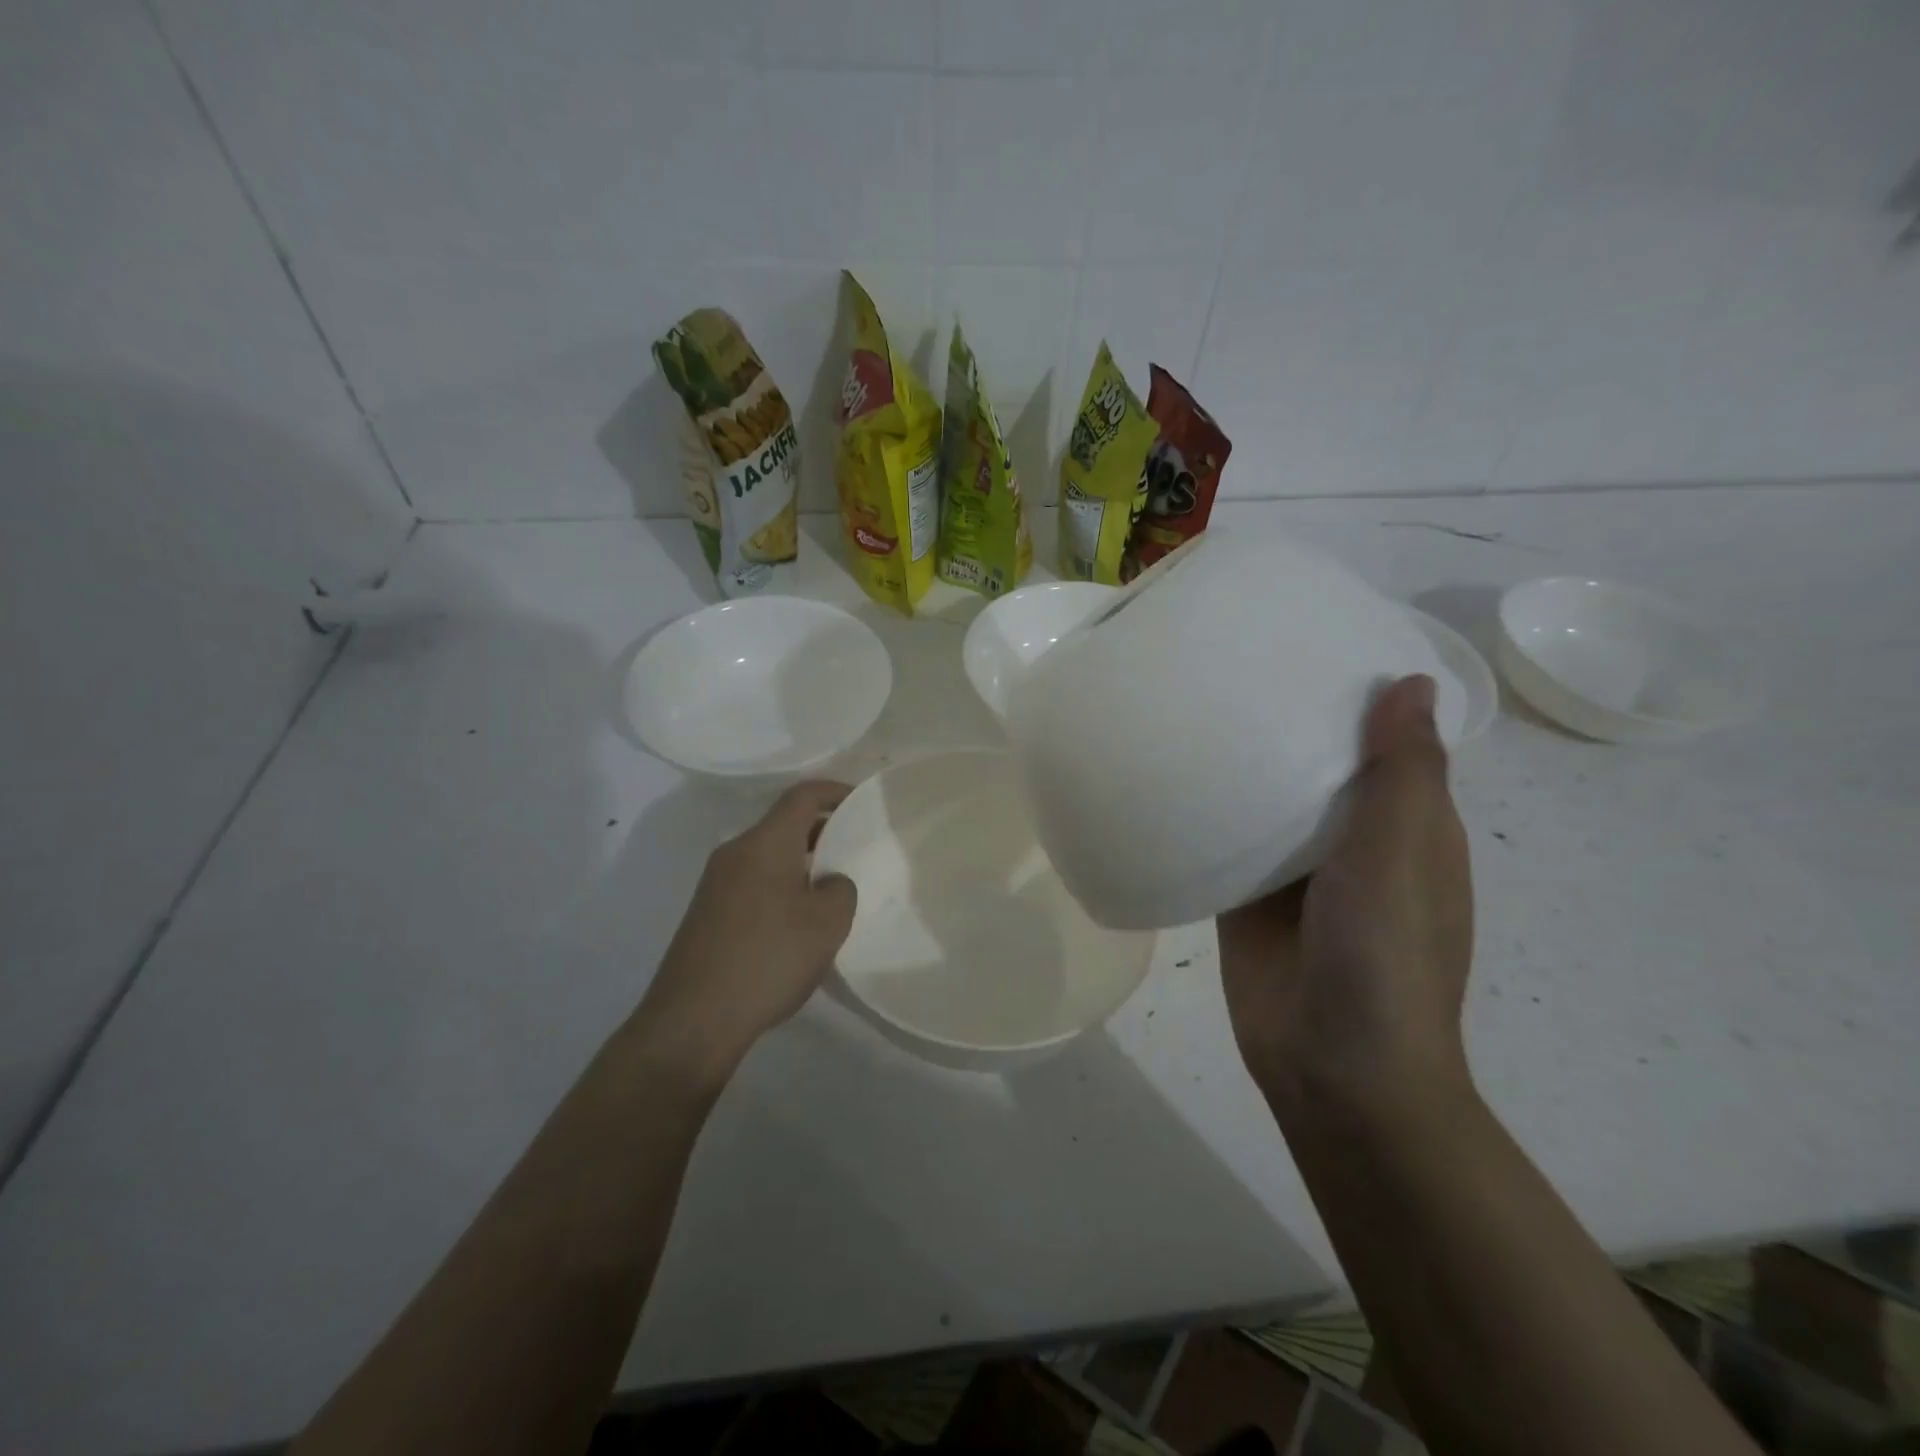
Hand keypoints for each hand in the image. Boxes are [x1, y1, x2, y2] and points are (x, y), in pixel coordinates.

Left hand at [633, 781, 857, 1081]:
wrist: (693, 1019)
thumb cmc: (768, 958)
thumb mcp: (827, 923)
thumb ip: (840, 889)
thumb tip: (829, 883)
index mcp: (764, 843)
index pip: (802, 796)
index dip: (836, 792)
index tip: (863, 801)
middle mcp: (735, 852)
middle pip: (784, 824)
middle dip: (822, 830)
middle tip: (857, 848)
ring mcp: (716, 883)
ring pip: (769, 855)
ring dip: (802, 862)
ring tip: (833, 888)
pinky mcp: (708, 912)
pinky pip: (754, 881)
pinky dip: (782, 885)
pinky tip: (799, 922)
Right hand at [1217, 675, 1473, 1119]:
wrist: (1331, 1066)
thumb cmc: (1383, 955)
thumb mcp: (1401, 854)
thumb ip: (1402, 773)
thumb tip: (1408, 682)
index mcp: (1406, 826)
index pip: (1386, 743)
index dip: (1359, 695)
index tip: (1312, 643)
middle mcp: (1352, 841)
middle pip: (1319, 765)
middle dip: (1287, 719)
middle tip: (1233, 659)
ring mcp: (1295, 871)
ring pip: (1268, 800)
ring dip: (1244, 761)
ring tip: (1193, 699)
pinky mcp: (1246, 896)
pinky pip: (1226, 840)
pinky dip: (1208, 809)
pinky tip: (1168, 770)